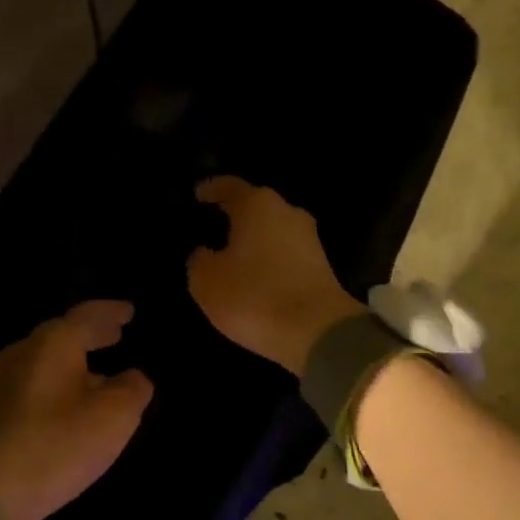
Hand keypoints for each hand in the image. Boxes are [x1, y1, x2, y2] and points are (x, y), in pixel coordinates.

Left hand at [0, 301, 152, 519]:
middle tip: (117, 333)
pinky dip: (62, 379)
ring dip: (77, 358)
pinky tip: (74, 397)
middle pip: (64, 333)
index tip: (131, 312)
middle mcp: (24, 352)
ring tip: (102, 366)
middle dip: (93, 333)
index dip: (112, 312)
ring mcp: (4, 381)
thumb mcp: (114, 417)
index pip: (87, 314)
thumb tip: (134, 376)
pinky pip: (38, 380)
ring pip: (49, 357)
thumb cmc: (57, 444)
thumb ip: (132, 388)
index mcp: (53, 343)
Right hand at [186, 177, 363, 375]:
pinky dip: (269, 261)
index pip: (229, 187)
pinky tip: (255, 276)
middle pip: (256, 207)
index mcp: (257, 205)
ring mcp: (309, 239)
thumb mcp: (207, 281)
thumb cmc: (253, 296)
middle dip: (235, 216)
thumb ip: (200, 261)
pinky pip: (286, 255)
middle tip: (213, 228)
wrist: (316, 332)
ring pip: (273, 231)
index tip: (198, 195)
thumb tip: (205, 253)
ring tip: (231, 256)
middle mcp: (287, 213)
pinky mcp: (321, 266)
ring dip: (254, 241)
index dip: (211, 190)